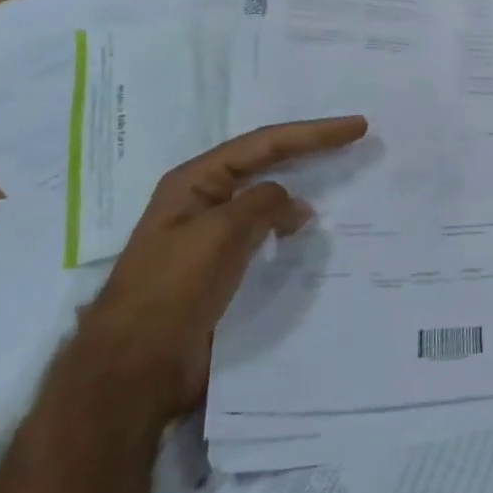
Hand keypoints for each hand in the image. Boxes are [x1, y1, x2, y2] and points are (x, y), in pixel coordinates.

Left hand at [81, 116, 367, 421]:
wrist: (136, 366)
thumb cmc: (172, 290)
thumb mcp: (219, 234)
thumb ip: (262, 205)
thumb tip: (297, 205)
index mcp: (194, 181)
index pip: (264, 143)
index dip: (313, 133)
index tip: (357, 127)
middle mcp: (204, 199)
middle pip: (266, 161)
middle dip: (309, 148)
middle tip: (354, 138)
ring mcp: (212, 234)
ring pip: (267, 197)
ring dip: (303, 185)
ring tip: (342, 179)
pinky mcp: (223, 266)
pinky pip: (266, 232)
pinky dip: (292, 225)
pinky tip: (313, 231)